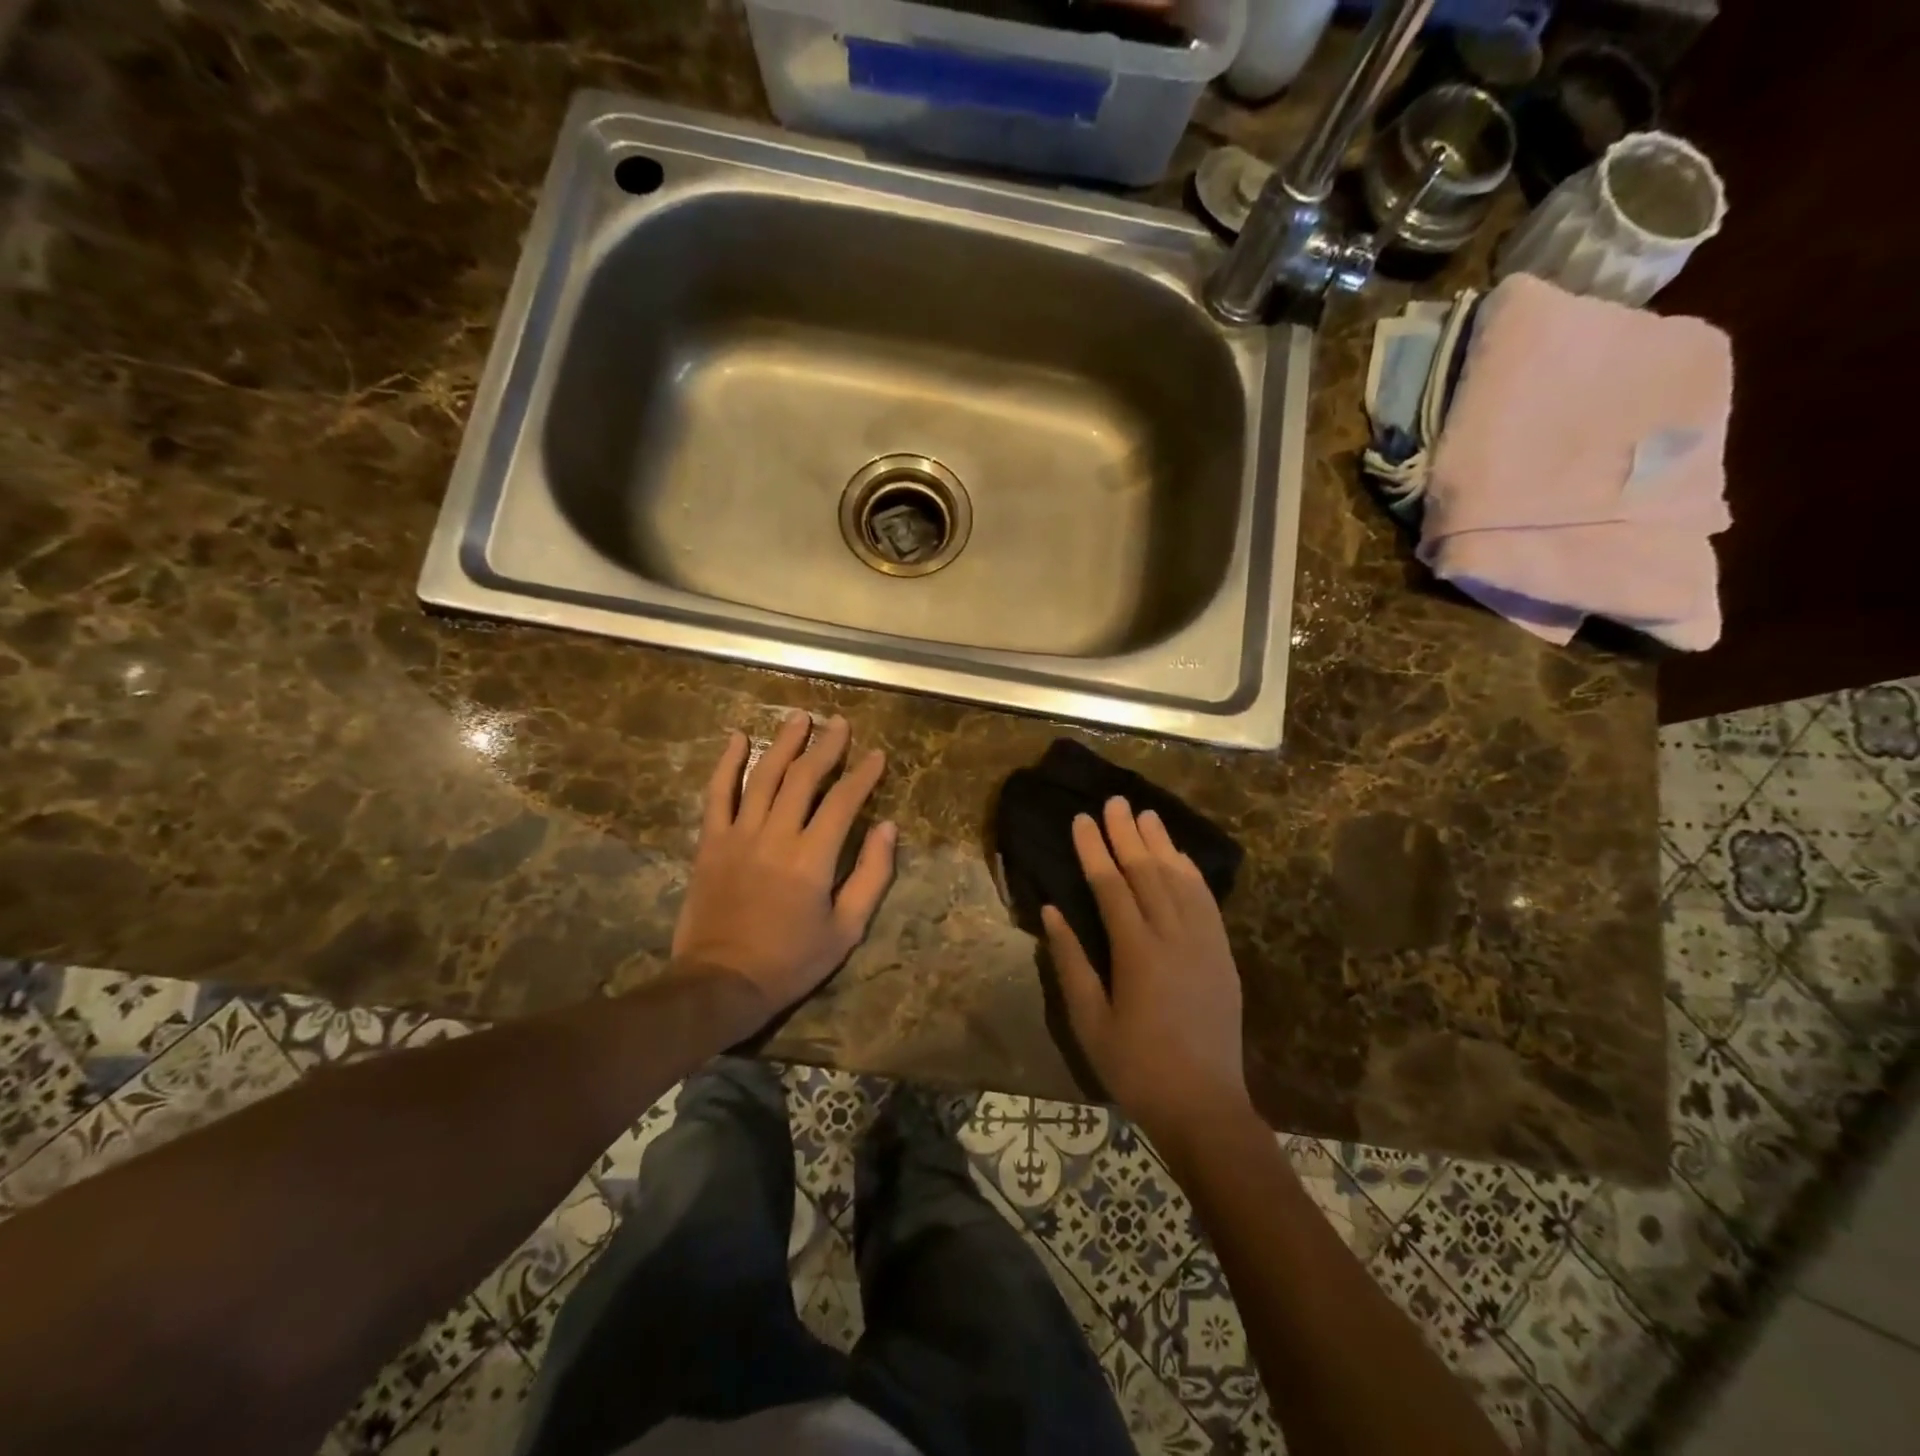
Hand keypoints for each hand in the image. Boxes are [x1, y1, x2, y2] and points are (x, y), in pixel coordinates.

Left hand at [673, 712, 895, 1029]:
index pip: (844, 801)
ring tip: (800, 718)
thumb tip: (889, 828)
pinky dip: (727, 764)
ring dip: (783, 744)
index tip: (877, 755)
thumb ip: (871, 875)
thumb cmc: (791, 960)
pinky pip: (717, 795)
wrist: (722, 982)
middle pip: (803, 778)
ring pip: (763, 776)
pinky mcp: (711, 843)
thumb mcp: (847, 929)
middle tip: (839, 724)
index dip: (863, 775)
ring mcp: (739, 835)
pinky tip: (737, 739)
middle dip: (825, 747)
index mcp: (813, 857)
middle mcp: (776, 835)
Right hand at [1043, 797, 1250, 1146]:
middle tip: (1114, 801)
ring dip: (1161, 844)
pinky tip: (1181, 857)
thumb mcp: (1089, 1021)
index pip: (1111, 886)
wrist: (1205, 1107)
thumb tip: (1052, 911)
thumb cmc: (1136, 1068)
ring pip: (1180, 880)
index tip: (1081, 819)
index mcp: (1137, 953)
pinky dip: (1191, 873)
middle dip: (1128, 834)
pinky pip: (1206, 902)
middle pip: (1148, 872)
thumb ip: (1070, 962)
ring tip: (1146, 814)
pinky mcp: (1223, 955)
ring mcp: (1204, 944)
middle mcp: (1174, 937)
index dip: (1095, 850)